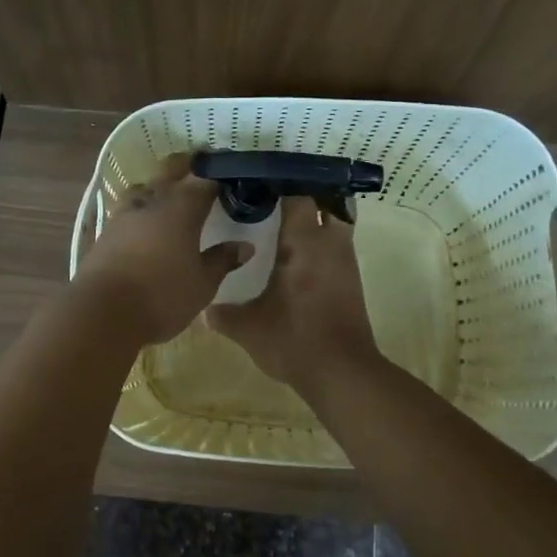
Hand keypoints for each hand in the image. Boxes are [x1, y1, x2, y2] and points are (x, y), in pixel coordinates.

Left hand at [73, 154, 251, 344]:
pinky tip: (146, 220)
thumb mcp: (202, 283)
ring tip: (170, 193)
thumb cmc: (162, 295)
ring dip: (159, 185)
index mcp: (182, 208)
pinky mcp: (106, 231)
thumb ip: (222, 260)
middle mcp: (152, 202)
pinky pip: (129, 208)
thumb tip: (245, 245)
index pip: (204, 181)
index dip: (219, 176)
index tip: (230, 176)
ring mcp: (125, 214)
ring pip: (145, 187)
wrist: (103, 312)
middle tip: (201, 165)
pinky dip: (142, 207)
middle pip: (170, 172)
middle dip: (186, 166)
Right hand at [206, 195, 379, 392]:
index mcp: (303, 243)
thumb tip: (205, 310)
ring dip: (317, 220)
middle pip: (327, 203)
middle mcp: (329, 244)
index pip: (298, 196)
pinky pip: (338, 248)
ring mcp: (345, 262)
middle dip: (306, 197)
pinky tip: (298, 258)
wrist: (342, 373)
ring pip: (337, 224)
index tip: (259, 183)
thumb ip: (224, 315)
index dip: (281, 184)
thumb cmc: (294, 340)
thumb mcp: (249, 328)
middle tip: (276, 200)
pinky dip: (322, 244)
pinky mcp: (351, 282)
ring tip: (285, 224)